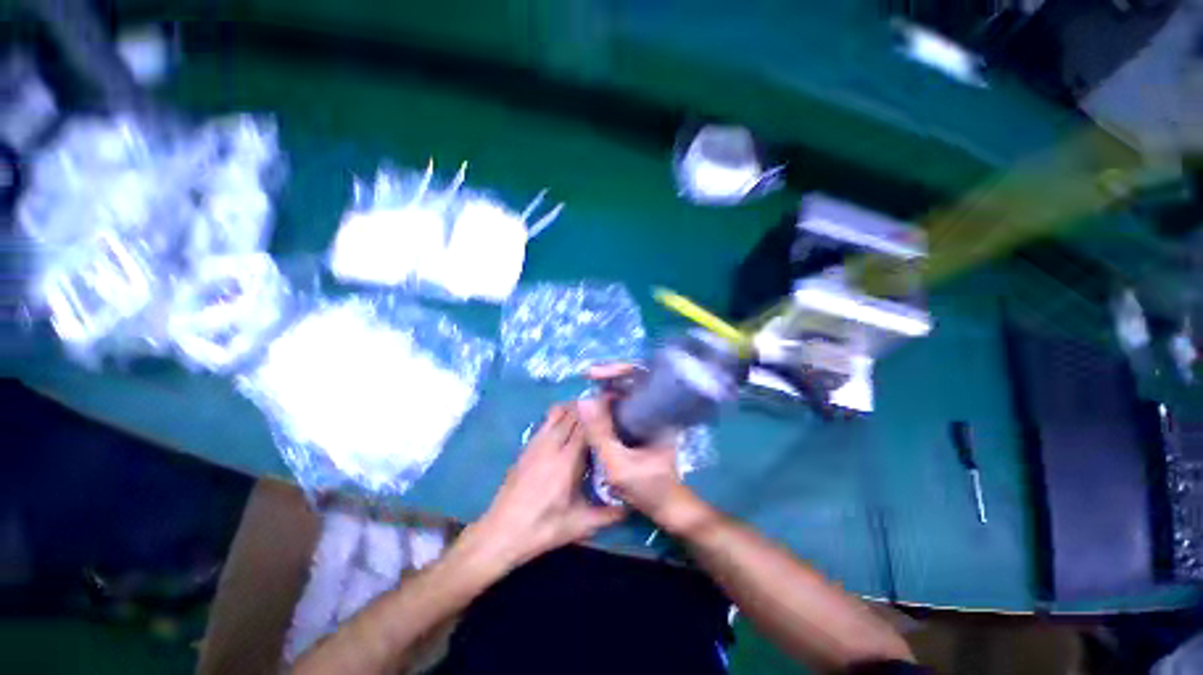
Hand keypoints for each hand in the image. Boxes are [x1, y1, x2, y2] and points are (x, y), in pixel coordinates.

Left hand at [470, 404, 624, 570]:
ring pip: (556, 412)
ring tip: (588, 412)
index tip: (615, 405)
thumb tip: (632, 506)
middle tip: (606, 406)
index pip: (586, 425)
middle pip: (572, 413)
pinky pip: (545, 422)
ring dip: (572, 408)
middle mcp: (552, 445)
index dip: (600, 412)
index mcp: (567, 460)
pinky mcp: (526, 447)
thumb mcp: (579, 525)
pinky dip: (558, 416)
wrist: (500, 533)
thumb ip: (609, 515)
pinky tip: (565, 425)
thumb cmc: (542, 529)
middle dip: (589, 406)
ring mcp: (536, 443)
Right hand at [577, 364, 695, 529]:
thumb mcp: (618, 465)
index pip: (642, 376)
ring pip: (628, 392)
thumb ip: (600, 434)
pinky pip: (625, 405)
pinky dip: (610, 402)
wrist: (669, 507)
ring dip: (608, 388)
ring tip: (588, 390)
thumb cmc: (648, 489)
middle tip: (587, 378)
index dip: (617, 369)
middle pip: (634, 379)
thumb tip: (583, 401)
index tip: (593, 374)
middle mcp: (658, 408)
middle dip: (610, 376)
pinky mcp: (644, 424)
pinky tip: (596, 408)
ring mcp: (651, 416)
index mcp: (660, 412)